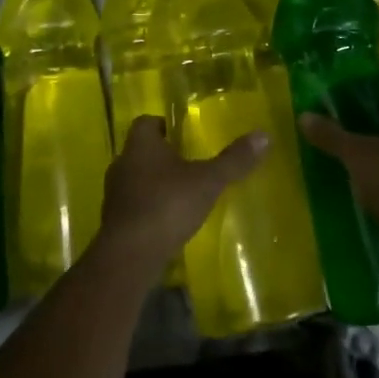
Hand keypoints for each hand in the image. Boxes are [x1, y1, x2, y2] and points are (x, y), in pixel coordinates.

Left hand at [95, 116, 268, 275]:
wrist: (130, 255)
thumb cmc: (167, 205)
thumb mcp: (208, 181)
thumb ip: (234, 160)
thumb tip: (264, 135)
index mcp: (141, 145)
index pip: (146, 122)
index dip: (162, 125)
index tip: (181, 134)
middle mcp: (122, 163)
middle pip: (140, 150)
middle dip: (161, 155)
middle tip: (187, 162)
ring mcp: (114, 194)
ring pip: (135, 178)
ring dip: (154, 182)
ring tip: (180, 192)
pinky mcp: (114, 221)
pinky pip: (133, 205)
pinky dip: (148, 207)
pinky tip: (168, 219)